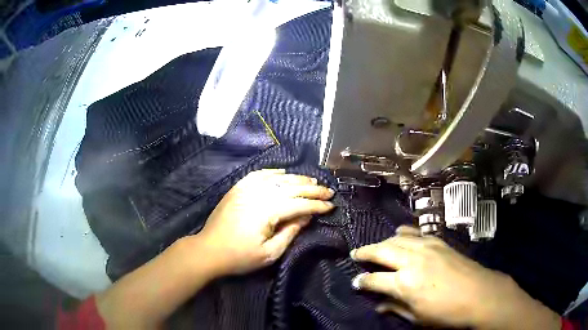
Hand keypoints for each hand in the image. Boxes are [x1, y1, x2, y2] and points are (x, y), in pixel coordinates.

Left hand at [197, 169, 334, 276]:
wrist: (209, 250)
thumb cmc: (240, 257)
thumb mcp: (270, 253)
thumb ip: (291, 232)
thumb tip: (307, 216)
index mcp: (267, 211)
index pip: (299, 204)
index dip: (317, 205)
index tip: (332, 205)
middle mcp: (258, 194)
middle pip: (291, 188)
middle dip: (312, 190)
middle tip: (328, 190)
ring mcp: (246, 189)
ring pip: (277, 178)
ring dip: (296, 179)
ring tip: (312, 181)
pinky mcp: (237, 189)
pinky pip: (258, 175)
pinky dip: (272, 172)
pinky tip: (282, 173)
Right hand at [350, 226, 560, 329]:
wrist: (479, 294)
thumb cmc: (447, 313)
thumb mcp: (418, 319)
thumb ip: (396, 309)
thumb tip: (379, 306)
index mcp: (405, 283)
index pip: (374, 280)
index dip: (362, 281)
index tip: (356, 281)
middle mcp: (412, 261)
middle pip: (382, 251)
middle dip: (366, 252)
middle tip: (356, 254)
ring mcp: (427, 248)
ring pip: (397, 239)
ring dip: (383, 242)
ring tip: (375, 246)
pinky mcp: (439, 242)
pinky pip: (417, 233)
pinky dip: (405, 232)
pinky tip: (400, 232)